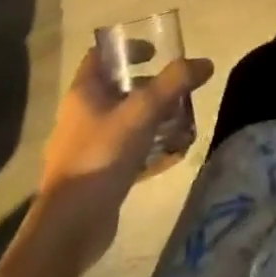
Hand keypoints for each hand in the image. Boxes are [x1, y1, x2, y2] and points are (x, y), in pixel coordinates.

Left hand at [36, 48, 213, 266]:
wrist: (70, 229)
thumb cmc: (101, 156)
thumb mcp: (142, 112)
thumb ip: (174, 83)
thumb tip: (205, 63)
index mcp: (84, 92)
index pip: (101, 54)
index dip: (128, 48)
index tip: (156, 52)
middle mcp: (81, 115)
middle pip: (118, 88)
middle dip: (149, 87)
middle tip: (177, 91)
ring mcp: (86, 147)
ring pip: (124, 121)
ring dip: (152, 119)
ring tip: (181, 121)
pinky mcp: (96, 175)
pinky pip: (125, 151)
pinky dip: (147, 148)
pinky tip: (171, 155)